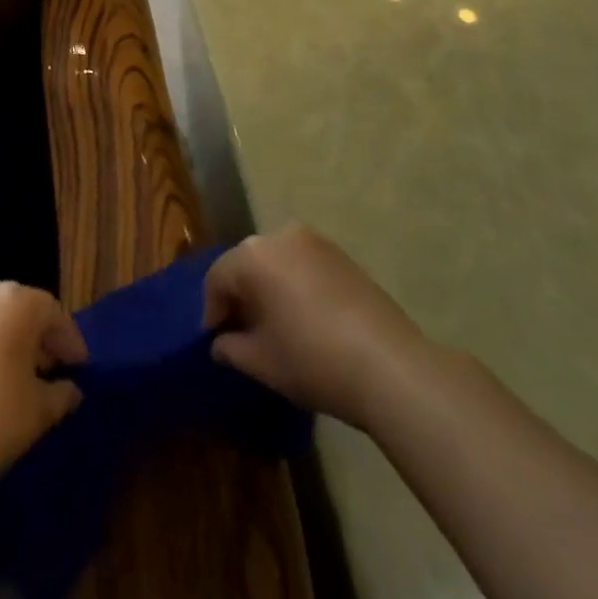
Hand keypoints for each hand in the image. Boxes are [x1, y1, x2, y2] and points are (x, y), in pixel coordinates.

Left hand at [0, 283, 86, 510]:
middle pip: (15, 312)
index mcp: (12, 302)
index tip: (79, 368)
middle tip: (46, 372)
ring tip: (6, 383)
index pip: (53, 313)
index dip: (69, 341)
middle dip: (33, 340)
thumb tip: (70, 390)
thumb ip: (61, 394)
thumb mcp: (38, 412)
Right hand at [203, 226, 427, 432]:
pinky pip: (303, 264)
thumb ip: (230, 348)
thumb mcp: (260, 362)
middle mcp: (281, 235)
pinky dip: (294, 285)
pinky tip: (303, 318)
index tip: (215, 341)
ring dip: (268, 288)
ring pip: (276, 261)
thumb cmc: (311, 359)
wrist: (386, 363)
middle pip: (247, 263)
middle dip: (240, 296)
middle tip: (240, 333)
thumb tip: (220, 343)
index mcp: (254, 255)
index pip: (218, 277)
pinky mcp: (341, 254)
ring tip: (272, 326)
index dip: (211, 310)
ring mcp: (315, 241)